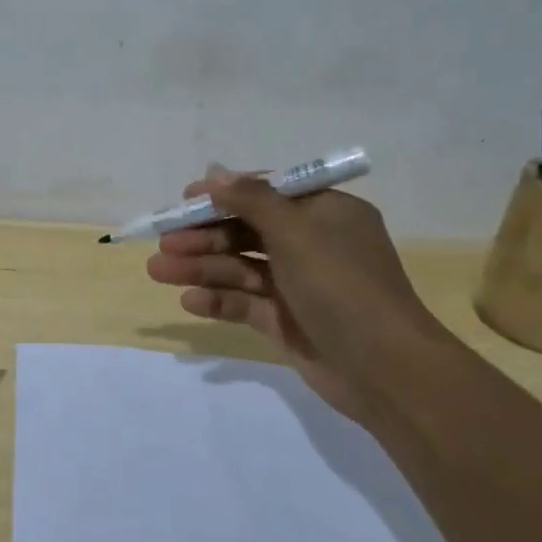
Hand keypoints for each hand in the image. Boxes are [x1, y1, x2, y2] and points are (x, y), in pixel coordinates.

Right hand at [145, 166, 452, 423]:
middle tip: (164, 243)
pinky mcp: (287, 321)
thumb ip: (251, 200)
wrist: (383, 368)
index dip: (224, 195)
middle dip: (204, 237)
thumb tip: (215, 172)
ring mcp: (298, 286)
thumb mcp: (296, 232)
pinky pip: (245, 303)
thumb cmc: (341, 285)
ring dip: (201, 268)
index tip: (185, 200)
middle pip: (247, 232)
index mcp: (325, 214)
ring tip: (158, 271)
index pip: (267, 194)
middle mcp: (312, 245)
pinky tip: (189, 302)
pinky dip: (219, 300)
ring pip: (240, 268)